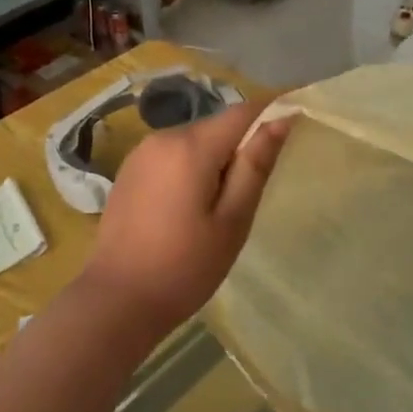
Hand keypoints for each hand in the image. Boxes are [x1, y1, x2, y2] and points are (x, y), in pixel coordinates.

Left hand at [82, 98, 291, 336]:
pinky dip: (190, 167)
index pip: (243, 111)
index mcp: (192, 146)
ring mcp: (142, 151)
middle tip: (249, 193)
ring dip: (214, 158)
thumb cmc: (185, 266)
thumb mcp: (233, 220)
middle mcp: (164, 136)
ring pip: (194, 140)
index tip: (295, 122)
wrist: (117, 300)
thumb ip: (256, 165)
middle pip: (217, 126)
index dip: (272, 111)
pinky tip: (187, 207)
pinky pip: (171, 154)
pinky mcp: (129, 169)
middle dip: (240, 145)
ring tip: (217, 206)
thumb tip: (281, 119)